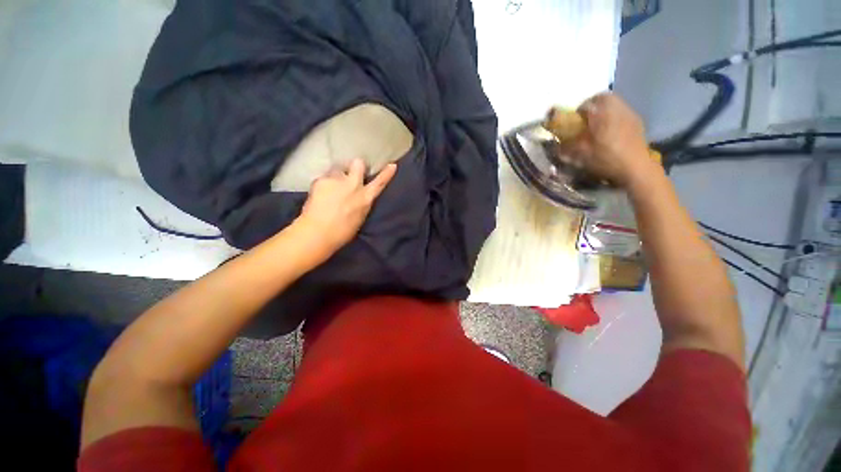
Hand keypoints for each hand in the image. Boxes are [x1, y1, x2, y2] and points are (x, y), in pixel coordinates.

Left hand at [295, 159, 397, 254]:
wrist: (318, 233)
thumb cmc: (342, 232)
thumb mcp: (359, 218)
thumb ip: (362, 203)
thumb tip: (360, 197)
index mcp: (365, 198)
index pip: (379, 183)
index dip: (386, 173)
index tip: (392, 165)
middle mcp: (354, 185)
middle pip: (358, 163)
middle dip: (356, 166)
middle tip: (349, 174)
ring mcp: (337, 180)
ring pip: (338, 169)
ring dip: (336, 176)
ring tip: (329, 189)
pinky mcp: (321, 180)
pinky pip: (323, 178)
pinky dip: (322, 184)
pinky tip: (319, 195)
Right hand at [561, 93, 654, 186]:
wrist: (635, 167)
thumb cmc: (606, 159)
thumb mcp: (581, 155)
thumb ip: (567, 147)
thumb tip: (557, 145)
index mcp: (601, 114)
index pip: (586, 104)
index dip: (577, 112)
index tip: (573, 122)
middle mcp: (616, 108)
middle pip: (603, 98)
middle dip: (592, 106)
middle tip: (586, 120)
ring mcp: (629, 113)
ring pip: (614, 103)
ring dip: (604, 110)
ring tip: (598, 126)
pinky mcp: (637, 121)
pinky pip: (622, 112)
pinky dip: (614, 117)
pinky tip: (612, 132)